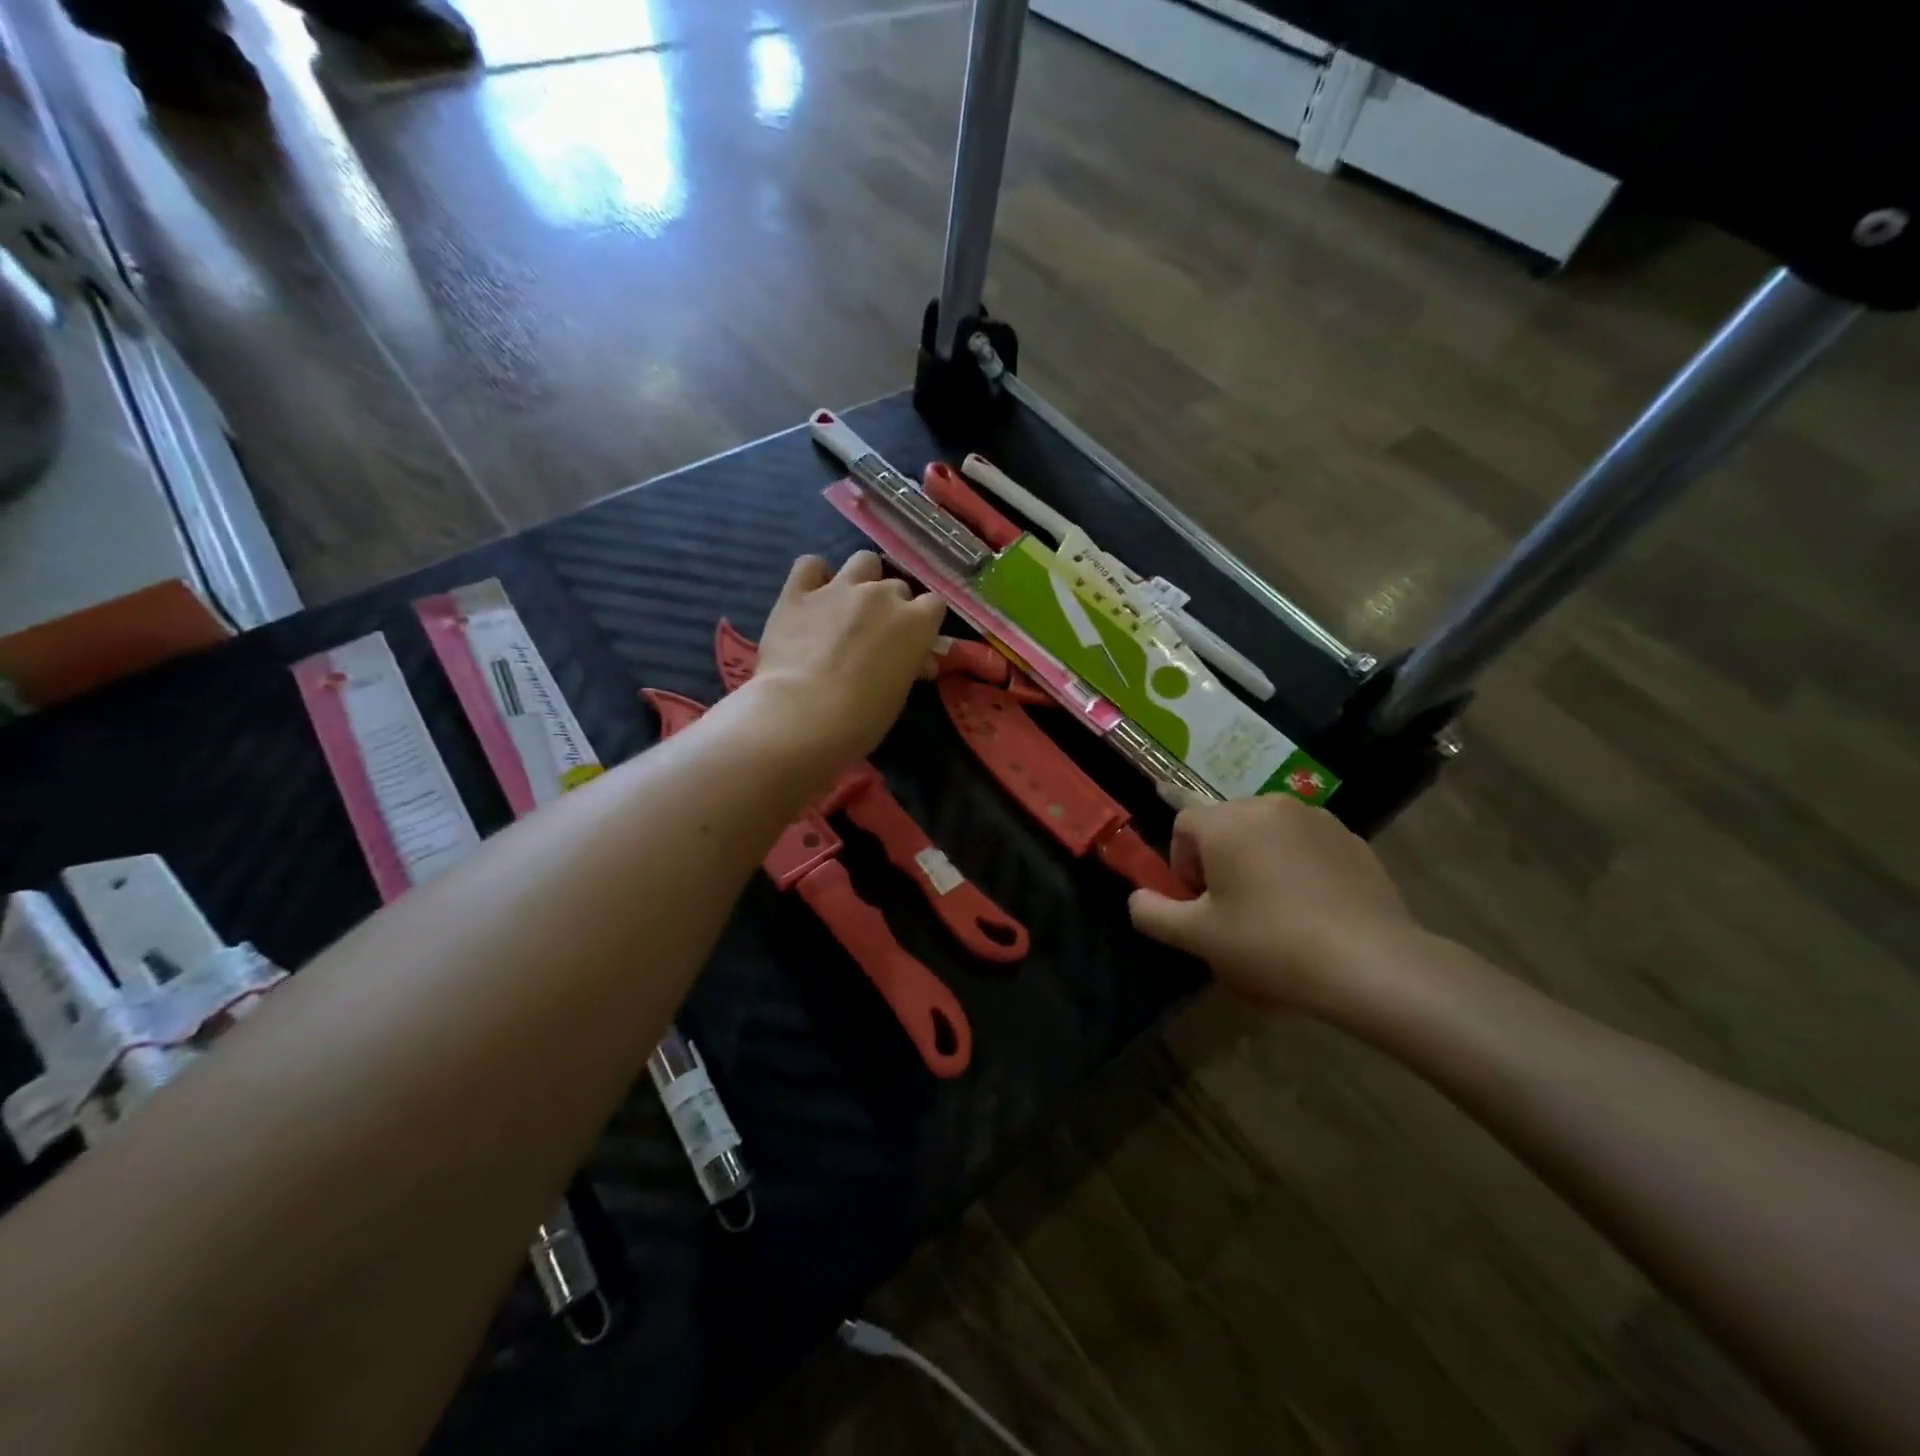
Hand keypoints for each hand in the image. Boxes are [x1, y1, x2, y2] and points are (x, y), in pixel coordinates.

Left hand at [748, 552, 947, 772]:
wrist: (804, 714)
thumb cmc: (863, 717)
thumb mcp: (900, 694)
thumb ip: (910, 666)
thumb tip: (918, 662)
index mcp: (916, 622)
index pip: (934, 605)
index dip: (923, 622)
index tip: (912, 641)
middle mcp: (882, 595)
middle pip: (897, 586)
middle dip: (890, 606)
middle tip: (876, 634)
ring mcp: (839, 588)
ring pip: (863, 561)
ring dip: (862, 579)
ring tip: (848, 604)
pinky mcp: (798, 592)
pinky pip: (810, 565)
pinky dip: (814, 576)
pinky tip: (811, 596)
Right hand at [1128, 792, 1425, 1020]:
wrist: (1369, 962)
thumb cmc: (1270, 944)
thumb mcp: (1197, 937)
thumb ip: (1151, 913)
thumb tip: (1137, 899)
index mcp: (1226, 821)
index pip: (1184, 825)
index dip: (1182, 865)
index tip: (1200, 903)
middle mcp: (1268, 805)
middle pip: (1225, 824)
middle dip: (1219, 860)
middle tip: (1233, 908)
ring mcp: (1314, 817)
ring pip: (1265, 832)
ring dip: (1257, 859)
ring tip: (1274, 909)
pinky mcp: (1350, 837)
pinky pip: (1305, 843)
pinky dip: (1296, 865)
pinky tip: (1311, 908)